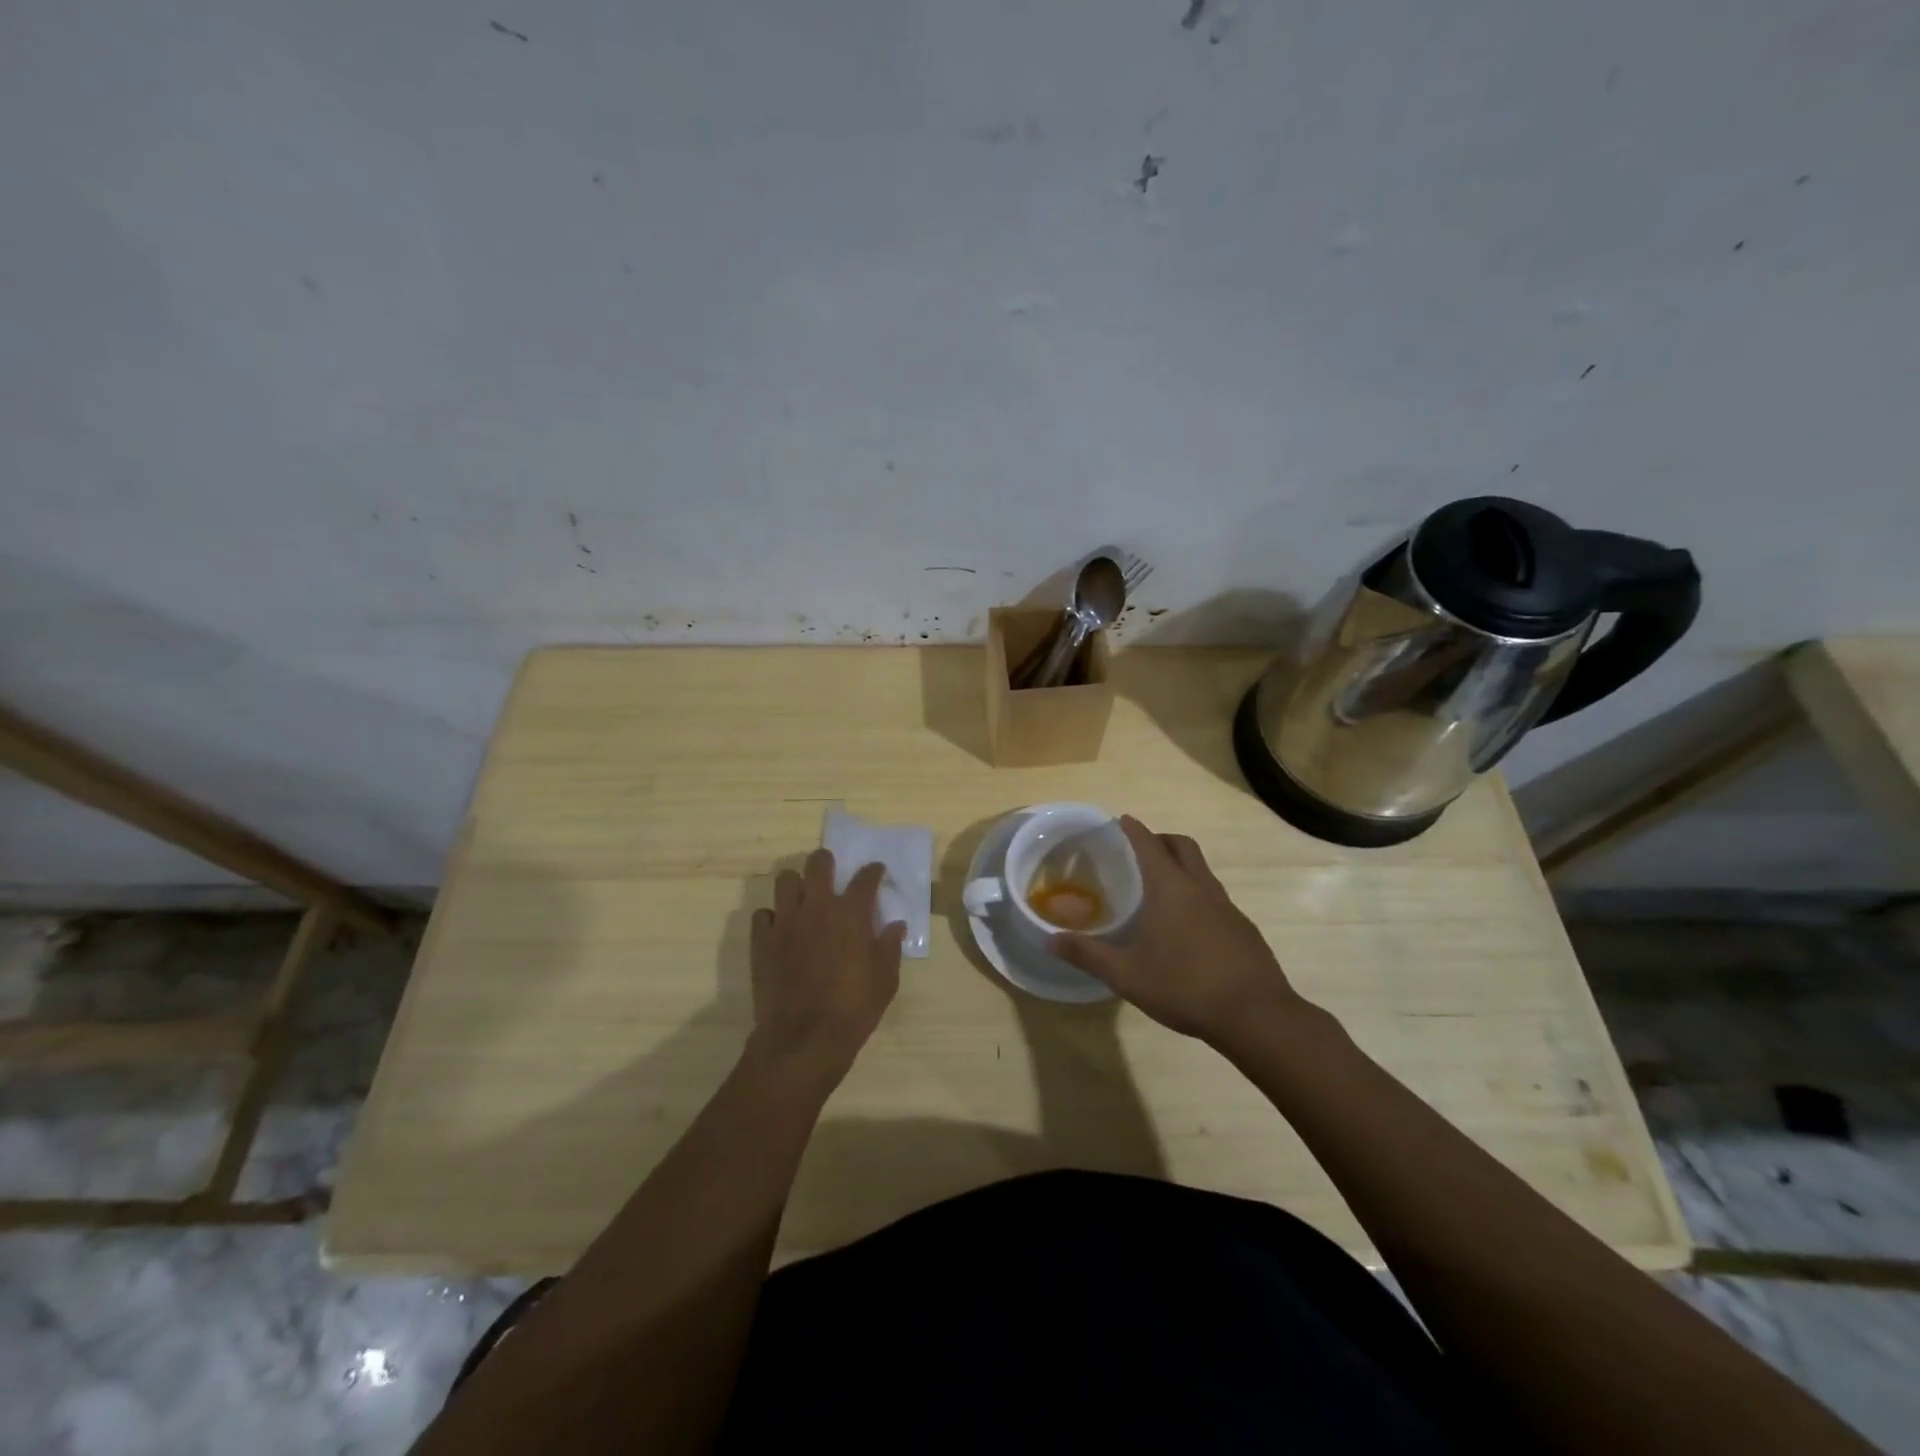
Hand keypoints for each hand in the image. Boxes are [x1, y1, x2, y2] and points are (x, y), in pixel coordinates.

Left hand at [746, 849, 904, 1091]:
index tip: (876, 872)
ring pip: (785, 880)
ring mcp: (786, 922)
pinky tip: (780, 930)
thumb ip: (890, 947)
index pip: (866, 878)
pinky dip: (772, 917)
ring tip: (803, 899)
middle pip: (818, 863)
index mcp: (851, 914)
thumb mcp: (885, 981)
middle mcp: (818, 907)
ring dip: (796, 885)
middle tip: (831, 875)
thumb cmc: (853, 1009)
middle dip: (826, 862)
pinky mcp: (762, 941)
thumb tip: (895, 926)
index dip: (873, 871)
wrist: (803, 1039)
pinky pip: (762, 914)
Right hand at [1050, 817, 1303, 1042]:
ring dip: (1181, 867)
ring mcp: (1227, 907)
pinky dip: (1197, 895)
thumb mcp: (1126, 975)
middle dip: (1161, 840)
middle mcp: (1200, 887)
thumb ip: (1088, 954)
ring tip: (1159, 889)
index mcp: (1171, 888)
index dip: (1133, 829)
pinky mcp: (1243, 928)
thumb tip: (1050, 940)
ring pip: (1202, 871)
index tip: (1121, 821)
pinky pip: (1215, 897)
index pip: (1149, 844)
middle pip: (1182, 846)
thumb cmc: (1185, 986)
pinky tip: (1187, 927)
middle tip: (1140, 851)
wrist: (1256, 1015)